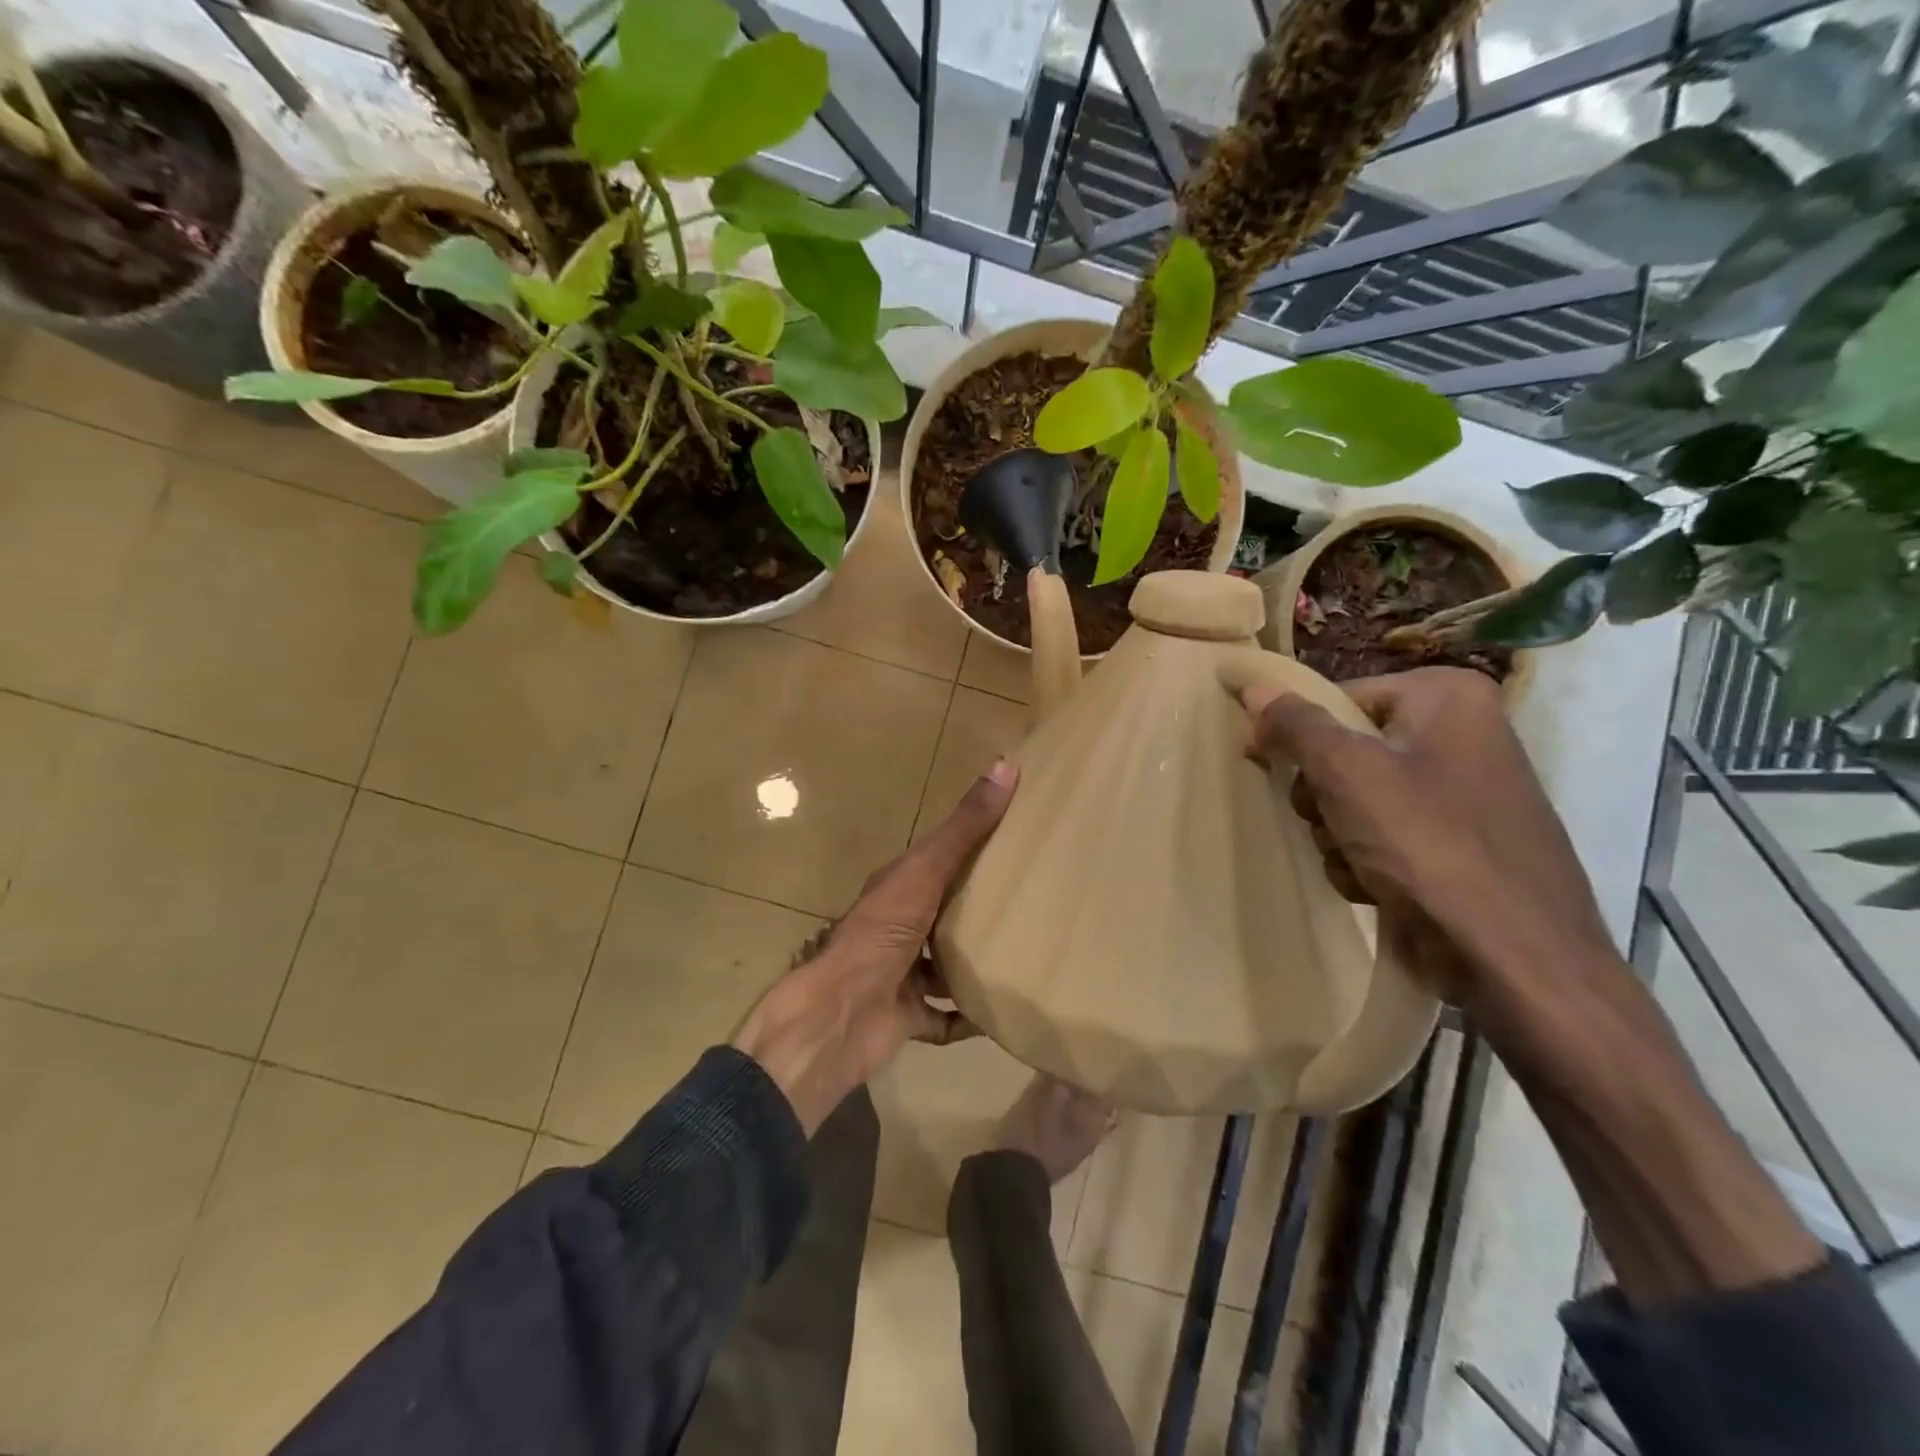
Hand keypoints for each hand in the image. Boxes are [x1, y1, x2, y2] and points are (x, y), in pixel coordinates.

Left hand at [733, 758, 1018, 1132]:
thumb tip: (1006, 763)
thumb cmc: (880, 935)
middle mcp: (898, 928)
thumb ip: (965, 828)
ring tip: (1023, 955)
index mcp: (898, 889)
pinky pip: (945, 1019)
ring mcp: (901, 973)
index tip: (1017, 840)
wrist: (839, 1015)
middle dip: (978, 910)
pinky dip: (968, 1018)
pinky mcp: (908, 1016)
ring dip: (974, 964)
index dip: (973, 848)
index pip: (938, 860)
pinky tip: (1001, 1013)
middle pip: (944, 913)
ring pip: (944, 965)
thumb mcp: (925, 872)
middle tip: (1032, 902)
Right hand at [1241, 667, 1611, 1006]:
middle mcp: (1463, 735)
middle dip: (1322, 796)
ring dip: (1337, 834)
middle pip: (1346, 751)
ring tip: (1355, 862)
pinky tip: (1376, 886)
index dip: (1297, 735)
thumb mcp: (1348, 773)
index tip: (1265, 765)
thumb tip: (1253, 685)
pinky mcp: (1458, 845)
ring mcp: (1463, 794)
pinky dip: (1366, 859)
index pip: (1339, 699)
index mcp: (1448, 699)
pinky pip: (1384, 835)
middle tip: (1327, 821)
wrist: (1514, 959)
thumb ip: (1295, 725)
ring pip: (1356, 798)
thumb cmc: (1429, 846)